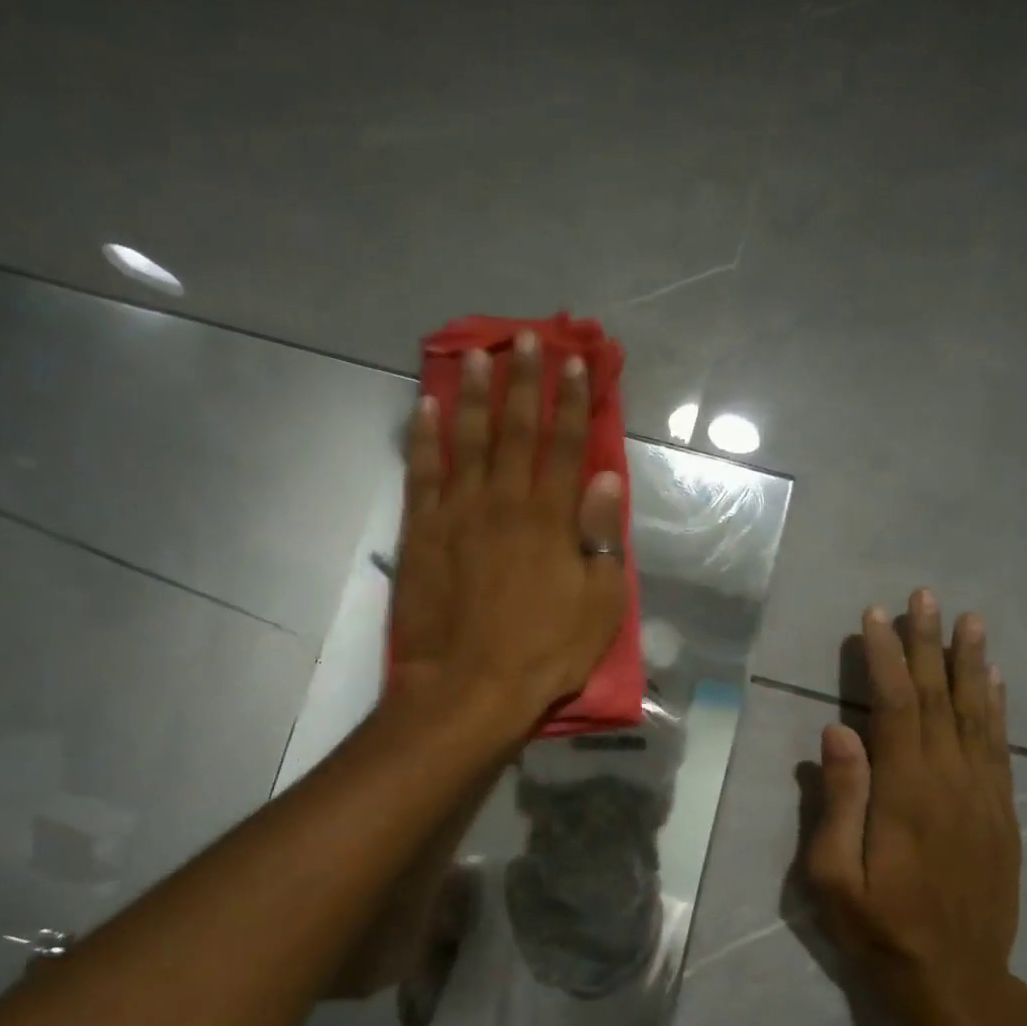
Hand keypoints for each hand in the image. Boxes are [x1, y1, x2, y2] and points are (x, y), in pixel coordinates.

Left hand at [391, 329, 628, 731]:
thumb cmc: (544, 652)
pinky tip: (424, 406)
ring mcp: (458, 513)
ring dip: (471, 394)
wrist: (468, 687)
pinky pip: (422, 473)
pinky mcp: (422, 532)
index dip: (574, 401)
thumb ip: (601, 536)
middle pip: (516, 429)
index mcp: (551, 517)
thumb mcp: (599, 603)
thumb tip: (605, 479)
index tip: (577, 362)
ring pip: (467, 439)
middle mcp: (504, 501)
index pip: (566, 445)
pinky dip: (423, 437)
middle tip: (524, 337)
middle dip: (523, 380)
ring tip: (475, 354)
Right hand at [803, 590, 1025, 1025]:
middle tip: (925, 596)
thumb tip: (837, 731)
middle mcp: (950, 782)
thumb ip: (838, 801)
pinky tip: (994, 681)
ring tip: (970, 620)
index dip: (886, 657)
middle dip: (929, 643)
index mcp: (905, 793)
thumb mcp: (834, 877)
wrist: (960, 984)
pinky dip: (997, 707)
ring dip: (970, 663)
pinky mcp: (1002, 813)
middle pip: (939, 698)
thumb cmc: (881, 931)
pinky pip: (1000, 746)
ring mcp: (983, 796)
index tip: (876, 616)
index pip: (896, 706)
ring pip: (977, 714)